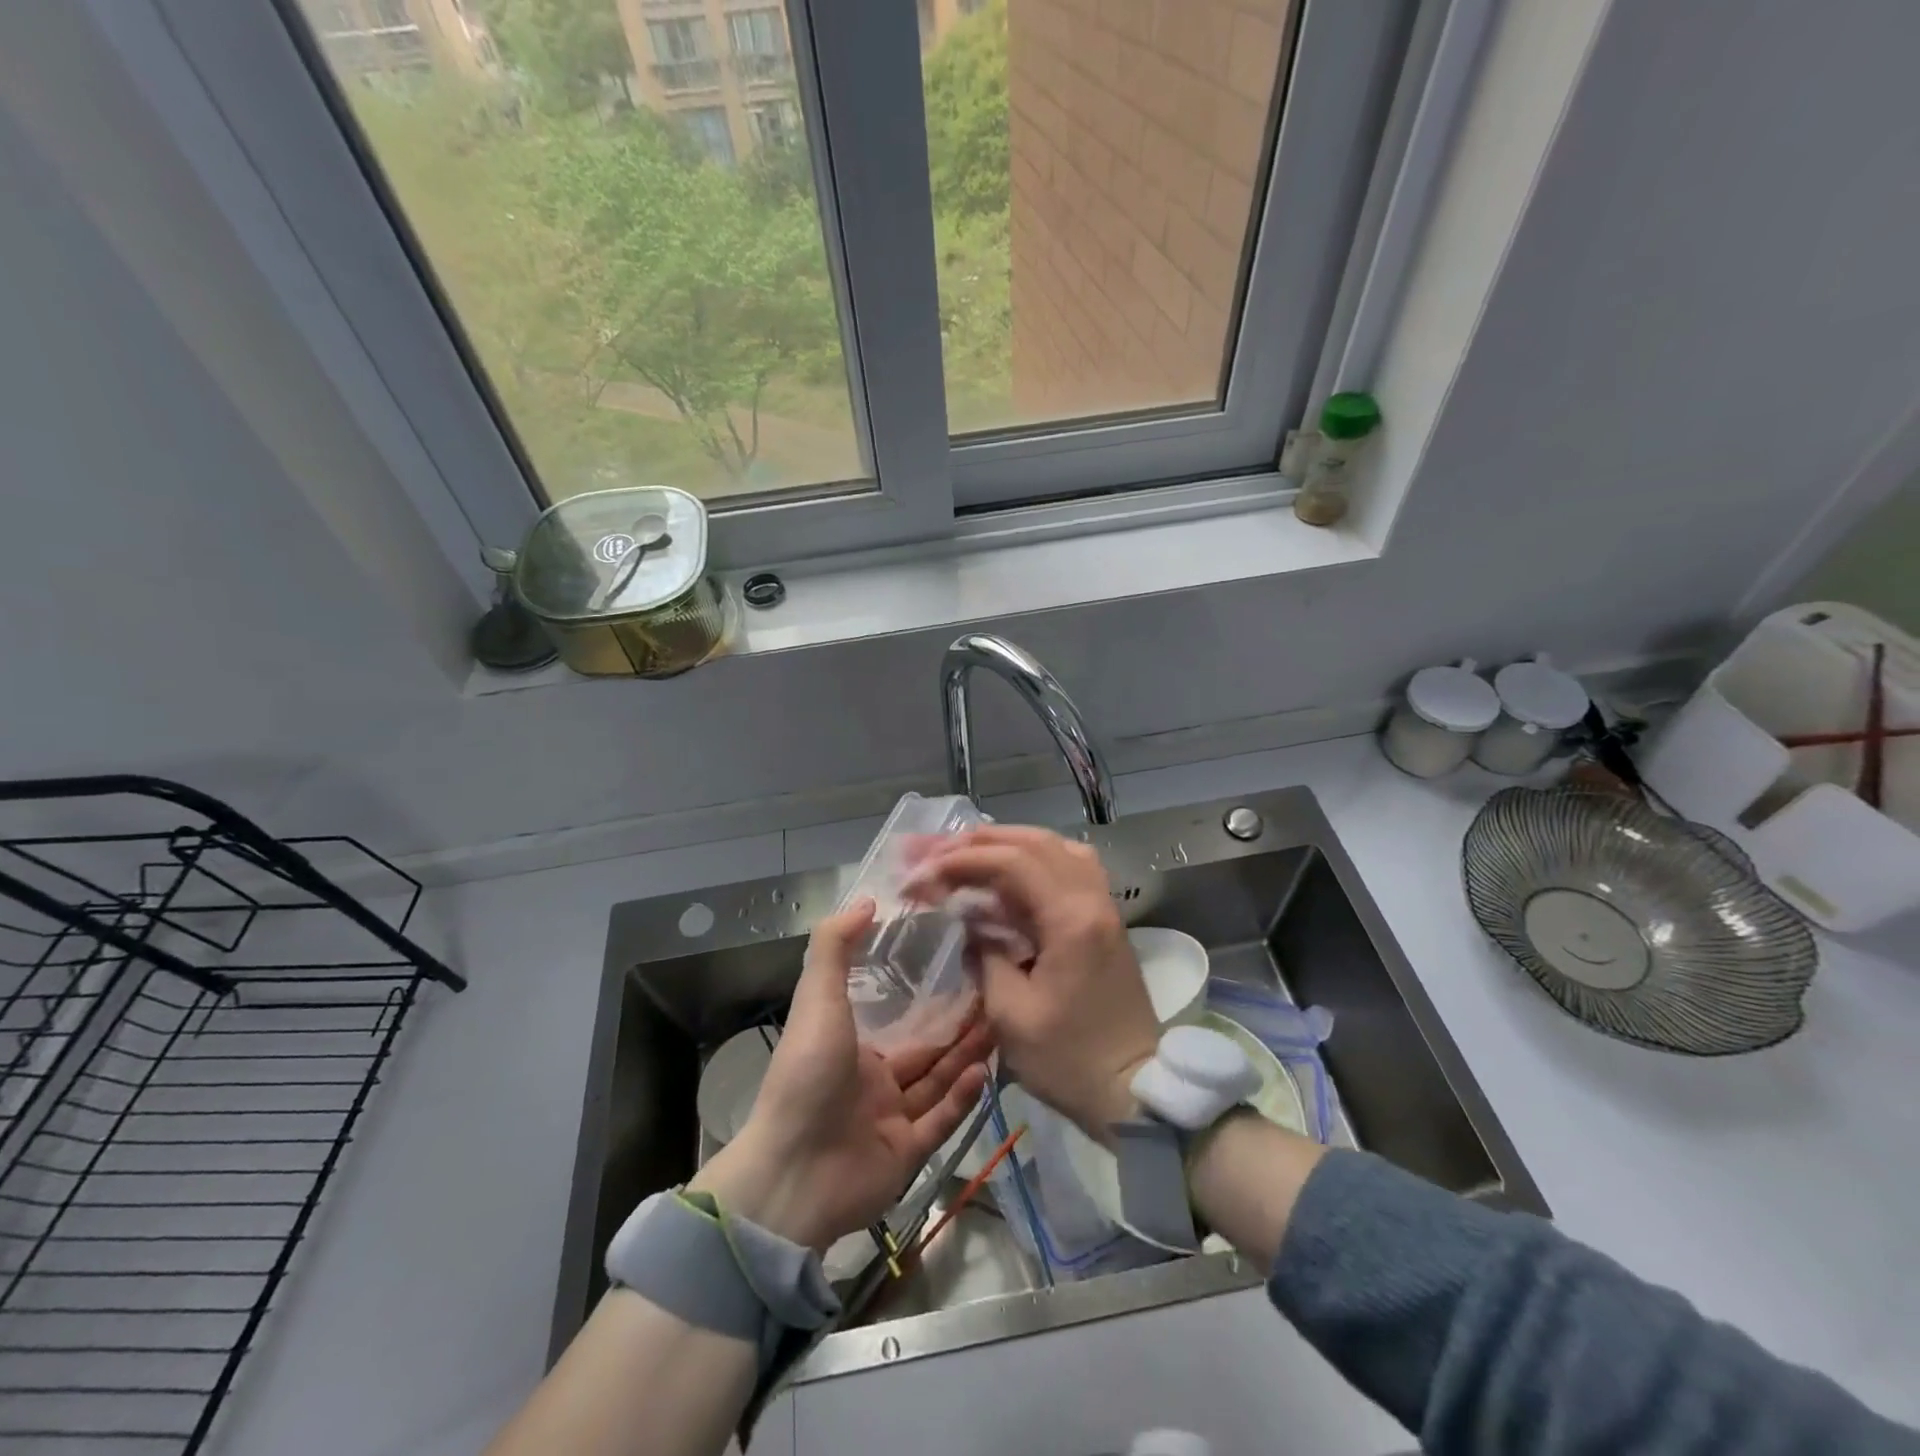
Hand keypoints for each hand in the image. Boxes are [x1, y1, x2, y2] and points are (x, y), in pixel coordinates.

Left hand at [691, 900, 992, 1250]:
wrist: (791, 1172)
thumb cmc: (807, 1075)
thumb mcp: (817, 1000)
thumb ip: (835, 948)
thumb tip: (867, 901)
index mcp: (852, 1047)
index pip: (899, 1020)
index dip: (930, 998)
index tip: (963, 968)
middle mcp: (874, 1082)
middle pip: (926, 1051)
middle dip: (960, 1028)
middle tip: (997, 999)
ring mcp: (891, 1120)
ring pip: (938, 1082)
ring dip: (967, 1057)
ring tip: (1001, 1027)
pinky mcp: (906, 1154)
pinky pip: (941, 1120)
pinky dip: (963, 1098)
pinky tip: (985, 1072)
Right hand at [906, 826, 1158, 1139]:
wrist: (1135, 1091)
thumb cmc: (1069, 1060)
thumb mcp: (1010, 1014)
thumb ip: (985, 954)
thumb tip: (971, 923)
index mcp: (1071, 919)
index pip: (1011, 862)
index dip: (961, 860)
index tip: (923, 873)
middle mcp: (1092, 899)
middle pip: (1034, 843)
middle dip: (979, 842)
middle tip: (935, 850)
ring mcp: (1104, 906)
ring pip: (1055, 848)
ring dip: (1008, 844)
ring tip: (967, 852)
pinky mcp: (1104, 920)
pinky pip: (1069, 868)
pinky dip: (1034, 860)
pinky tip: (1009, 873)